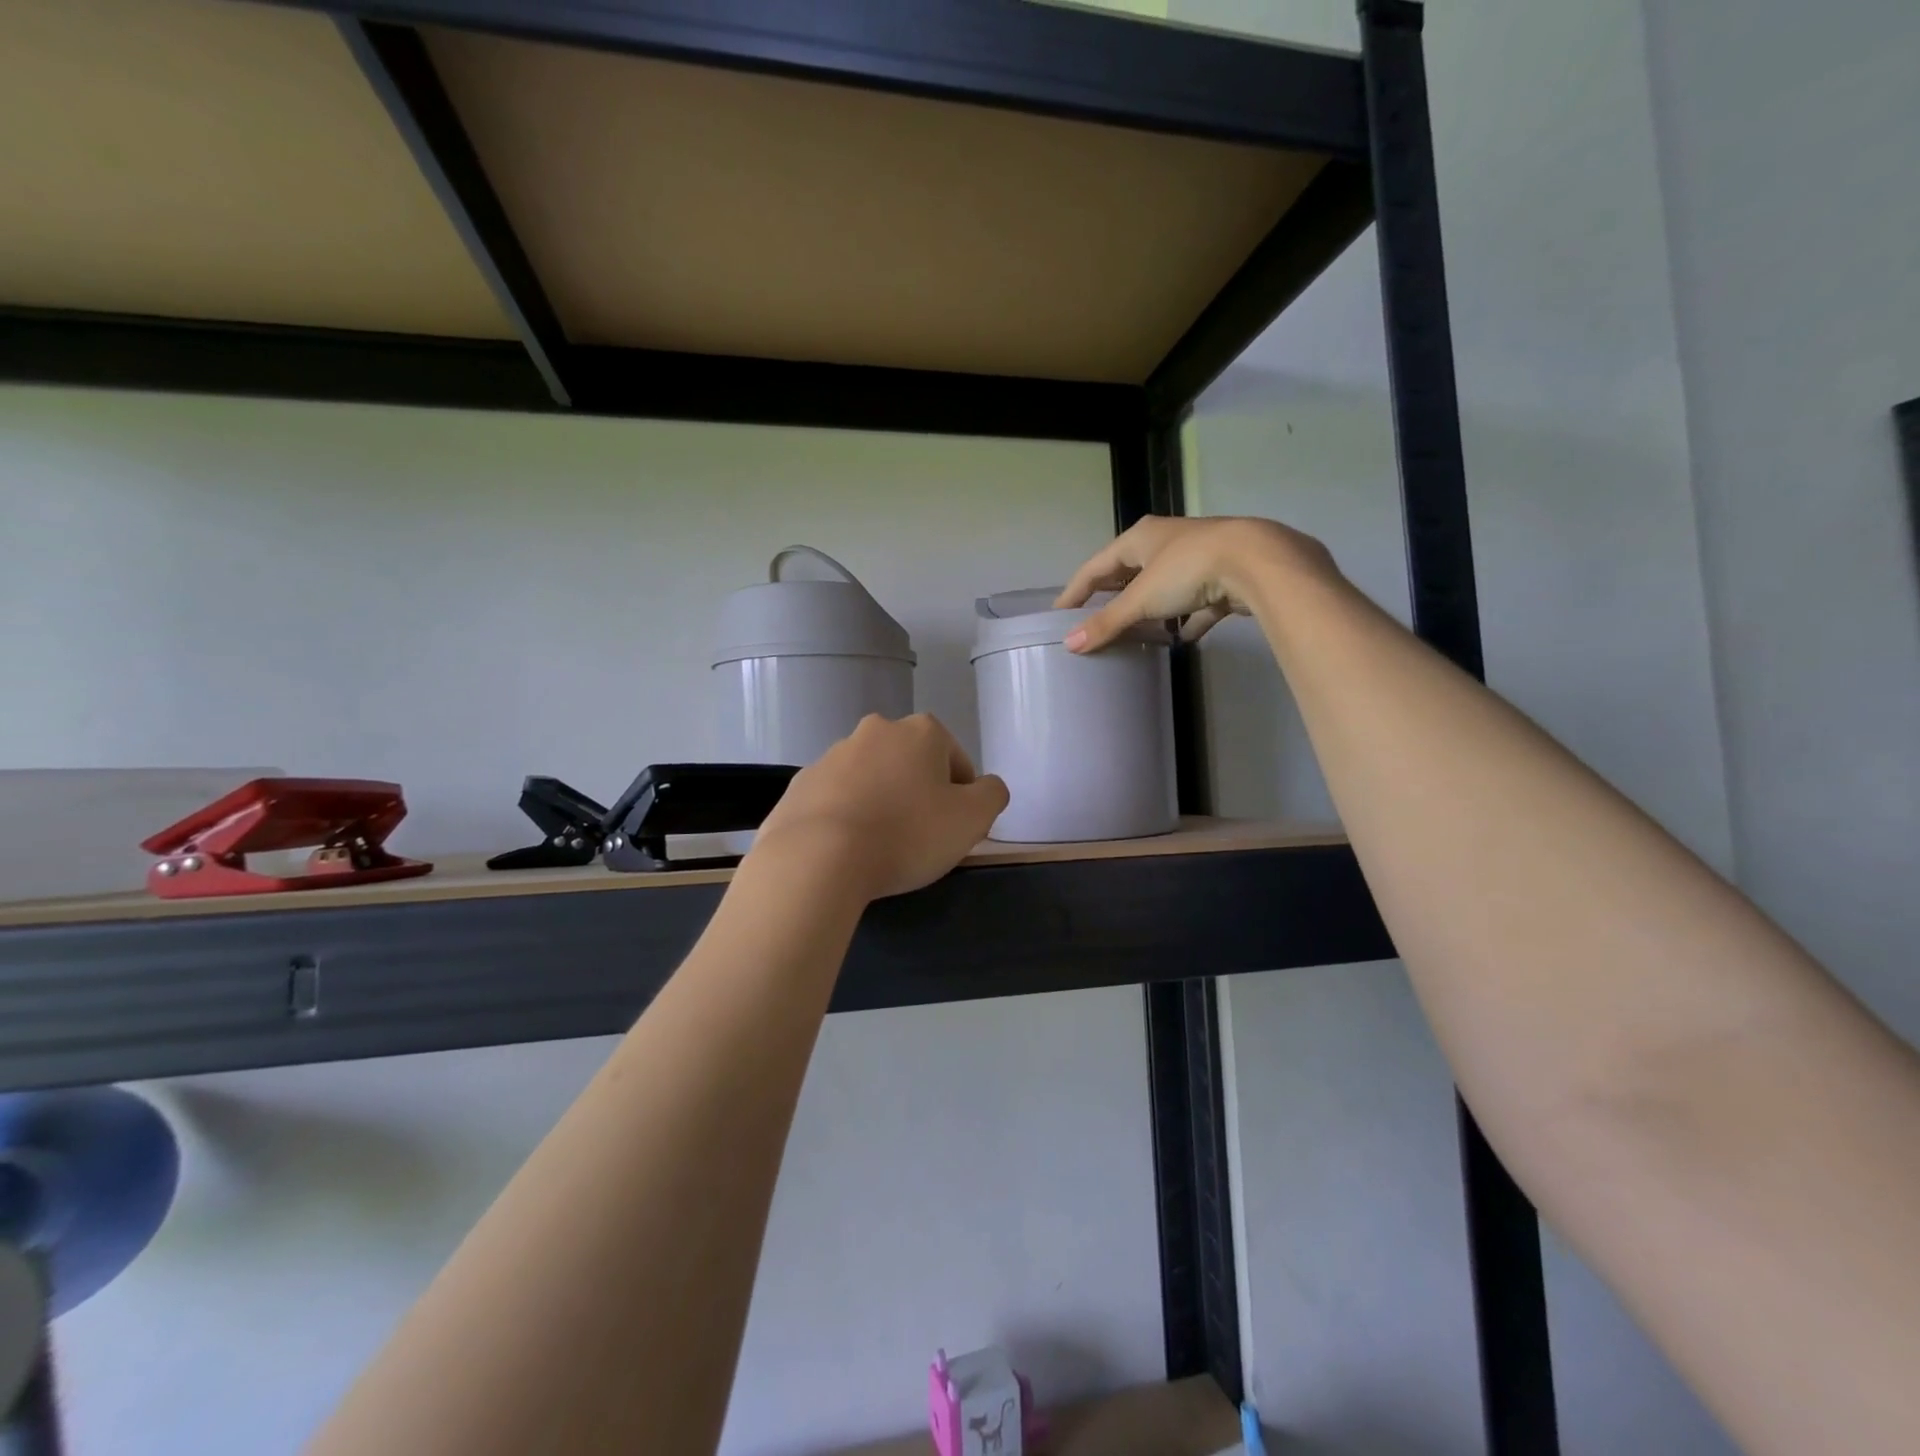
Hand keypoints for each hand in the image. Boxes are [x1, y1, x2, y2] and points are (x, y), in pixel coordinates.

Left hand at [752, 714, 1008, 901]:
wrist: (817, 858)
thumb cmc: (906, 834)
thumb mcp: (972, 819)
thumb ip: (992, 795)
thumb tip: (987, 787)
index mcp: (921, 732)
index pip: (957, 761)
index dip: (962, 798)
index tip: (954, 831)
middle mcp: (876, 731)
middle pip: (912, 765)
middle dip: (919, 795)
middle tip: (920, 839)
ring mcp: (832, 755)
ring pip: (872, 779)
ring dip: (882, 803)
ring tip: (880, 848)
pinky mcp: (801, 784)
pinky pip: (836, 799)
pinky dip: (846, 817)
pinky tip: (847, 849)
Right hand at [1055, 515, 1334, 652]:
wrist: (1258, 562)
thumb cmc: (1188, 570)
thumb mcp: (1141, 599)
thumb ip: (1107, 623)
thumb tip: (1070, 645)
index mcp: (1140, 538)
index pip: (1096, 566)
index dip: (1075, 590)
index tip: (1059, 613)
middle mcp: (1166, 543)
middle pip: (1129, 573)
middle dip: (1112, 597)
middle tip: (1093, 622)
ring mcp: (1196, 560)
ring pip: (1163, 588)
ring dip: (1149, 610)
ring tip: (1133, 634)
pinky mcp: (1222, 579)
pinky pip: (1196, 604)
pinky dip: (1186, 621)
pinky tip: (1181, 639)